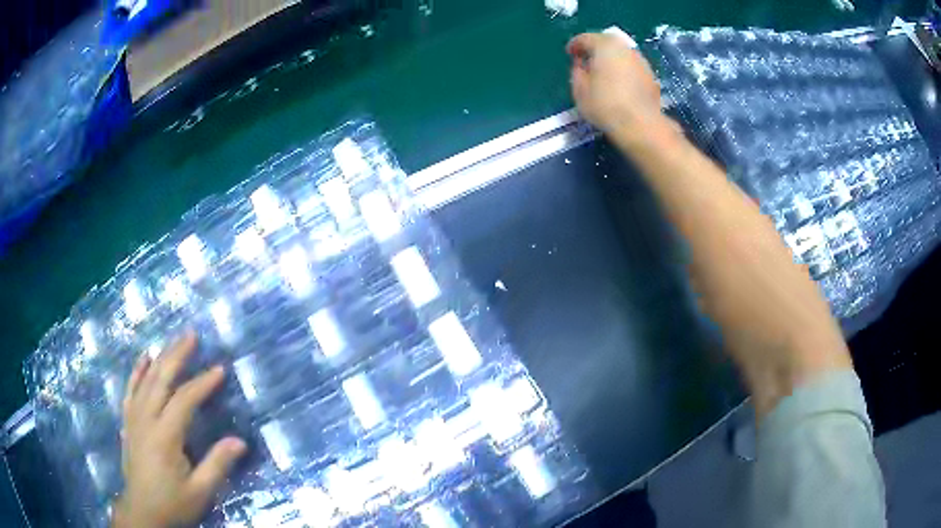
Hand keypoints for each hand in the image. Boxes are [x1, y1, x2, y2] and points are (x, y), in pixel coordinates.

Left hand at [112, 332, 245, 527]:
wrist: (142, 511)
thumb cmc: (172, 503)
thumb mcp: (199, 491)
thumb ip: (217, 465)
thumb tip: (239, 441)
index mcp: (164, 436)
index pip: (184, 400)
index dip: (202, 383)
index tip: (219, 369)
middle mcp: (146, 419)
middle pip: (160, 379)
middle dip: (176, 355)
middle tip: (192, 335)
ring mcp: (134, 418)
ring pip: (145, 380)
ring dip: (160, 358)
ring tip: (173, 342)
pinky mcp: (128, 422)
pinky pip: (130, 390)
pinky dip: (136, 372)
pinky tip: (143, 359)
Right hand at [567, 32, 670, 138]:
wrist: (641, 125)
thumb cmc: (605, 104)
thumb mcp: (579, 89)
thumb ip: (577, 71)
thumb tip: (581, 65)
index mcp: (604, 45)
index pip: (585, 38)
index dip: (575, 45)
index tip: (570, 54)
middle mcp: (625, 48)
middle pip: (606, 43)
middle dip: (595, 50)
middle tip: (586, 62)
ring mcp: (641, 61)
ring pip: (621, 55)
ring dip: (611, 61)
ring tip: (603, 75)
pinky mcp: (651, 76)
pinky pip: (631, 68)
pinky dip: (623, 71)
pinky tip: (619, 85)